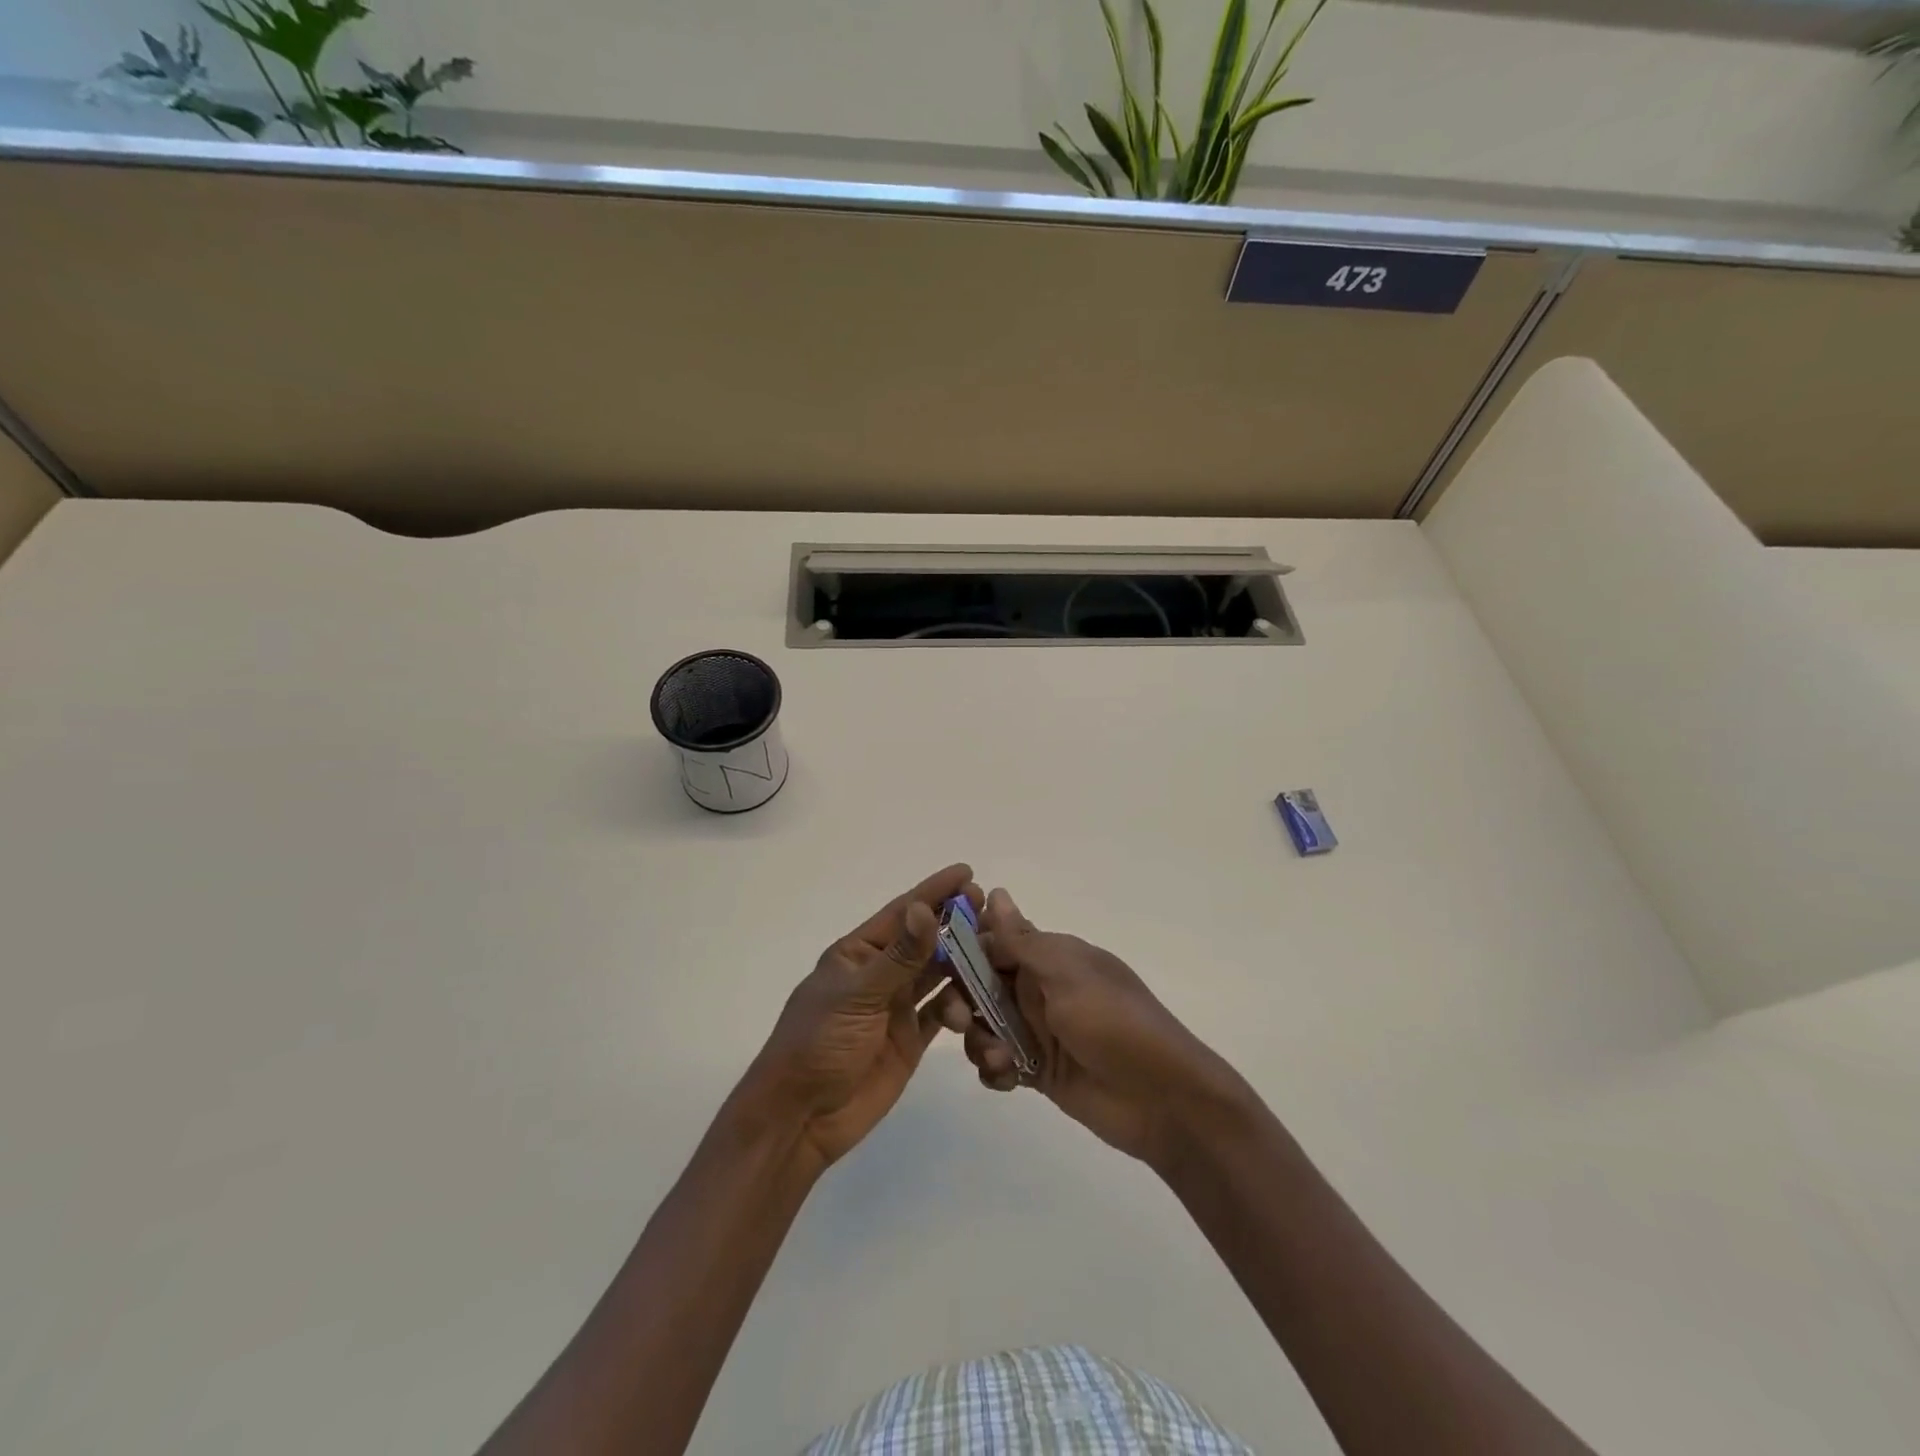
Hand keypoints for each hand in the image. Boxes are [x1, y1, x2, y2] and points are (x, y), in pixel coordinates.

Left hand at [743, 864, 978, 1173]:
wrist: (801, 1118)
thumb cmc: (818, 1044)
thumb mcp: (857, 995)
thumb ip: (898, 956)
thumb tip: (925, 908)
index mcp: (859, 953)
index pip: (902, 913)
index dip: (934, 891)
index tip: (968, 872)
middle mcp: (880, 973)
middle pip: (924, 940)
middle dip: (955, 925)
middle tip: (990, 912)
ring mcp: (896, 1006)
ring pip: (938, 975)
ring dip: (963, 965)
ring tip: (992, 960)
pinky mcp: (910, 1038)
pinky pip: (942, 1013)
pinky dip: (961, 1007)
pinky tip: (978, 1006)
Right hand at [967, 888, 1248, 1167]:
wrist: (1163, 1099)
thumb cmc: (1115, 1022)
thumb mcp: (1068, 974)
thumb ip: (1023, 940)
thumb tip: (994, 891)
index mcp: (1050, 957)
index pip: (993, 941)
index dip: (963, 949)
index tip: (935, 961)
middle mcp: (1039, 989)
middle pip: (980, 985)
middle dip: (963, 1000)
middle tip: (960, 1020)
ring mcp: (1038, 1031)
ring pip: (984, 1026)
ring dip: (979, 1039)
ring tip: (999, 1058)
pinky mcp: (1037, 1071)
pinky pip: (998, 1063)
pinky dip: (994, 1070)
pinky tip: (1007, 1079)